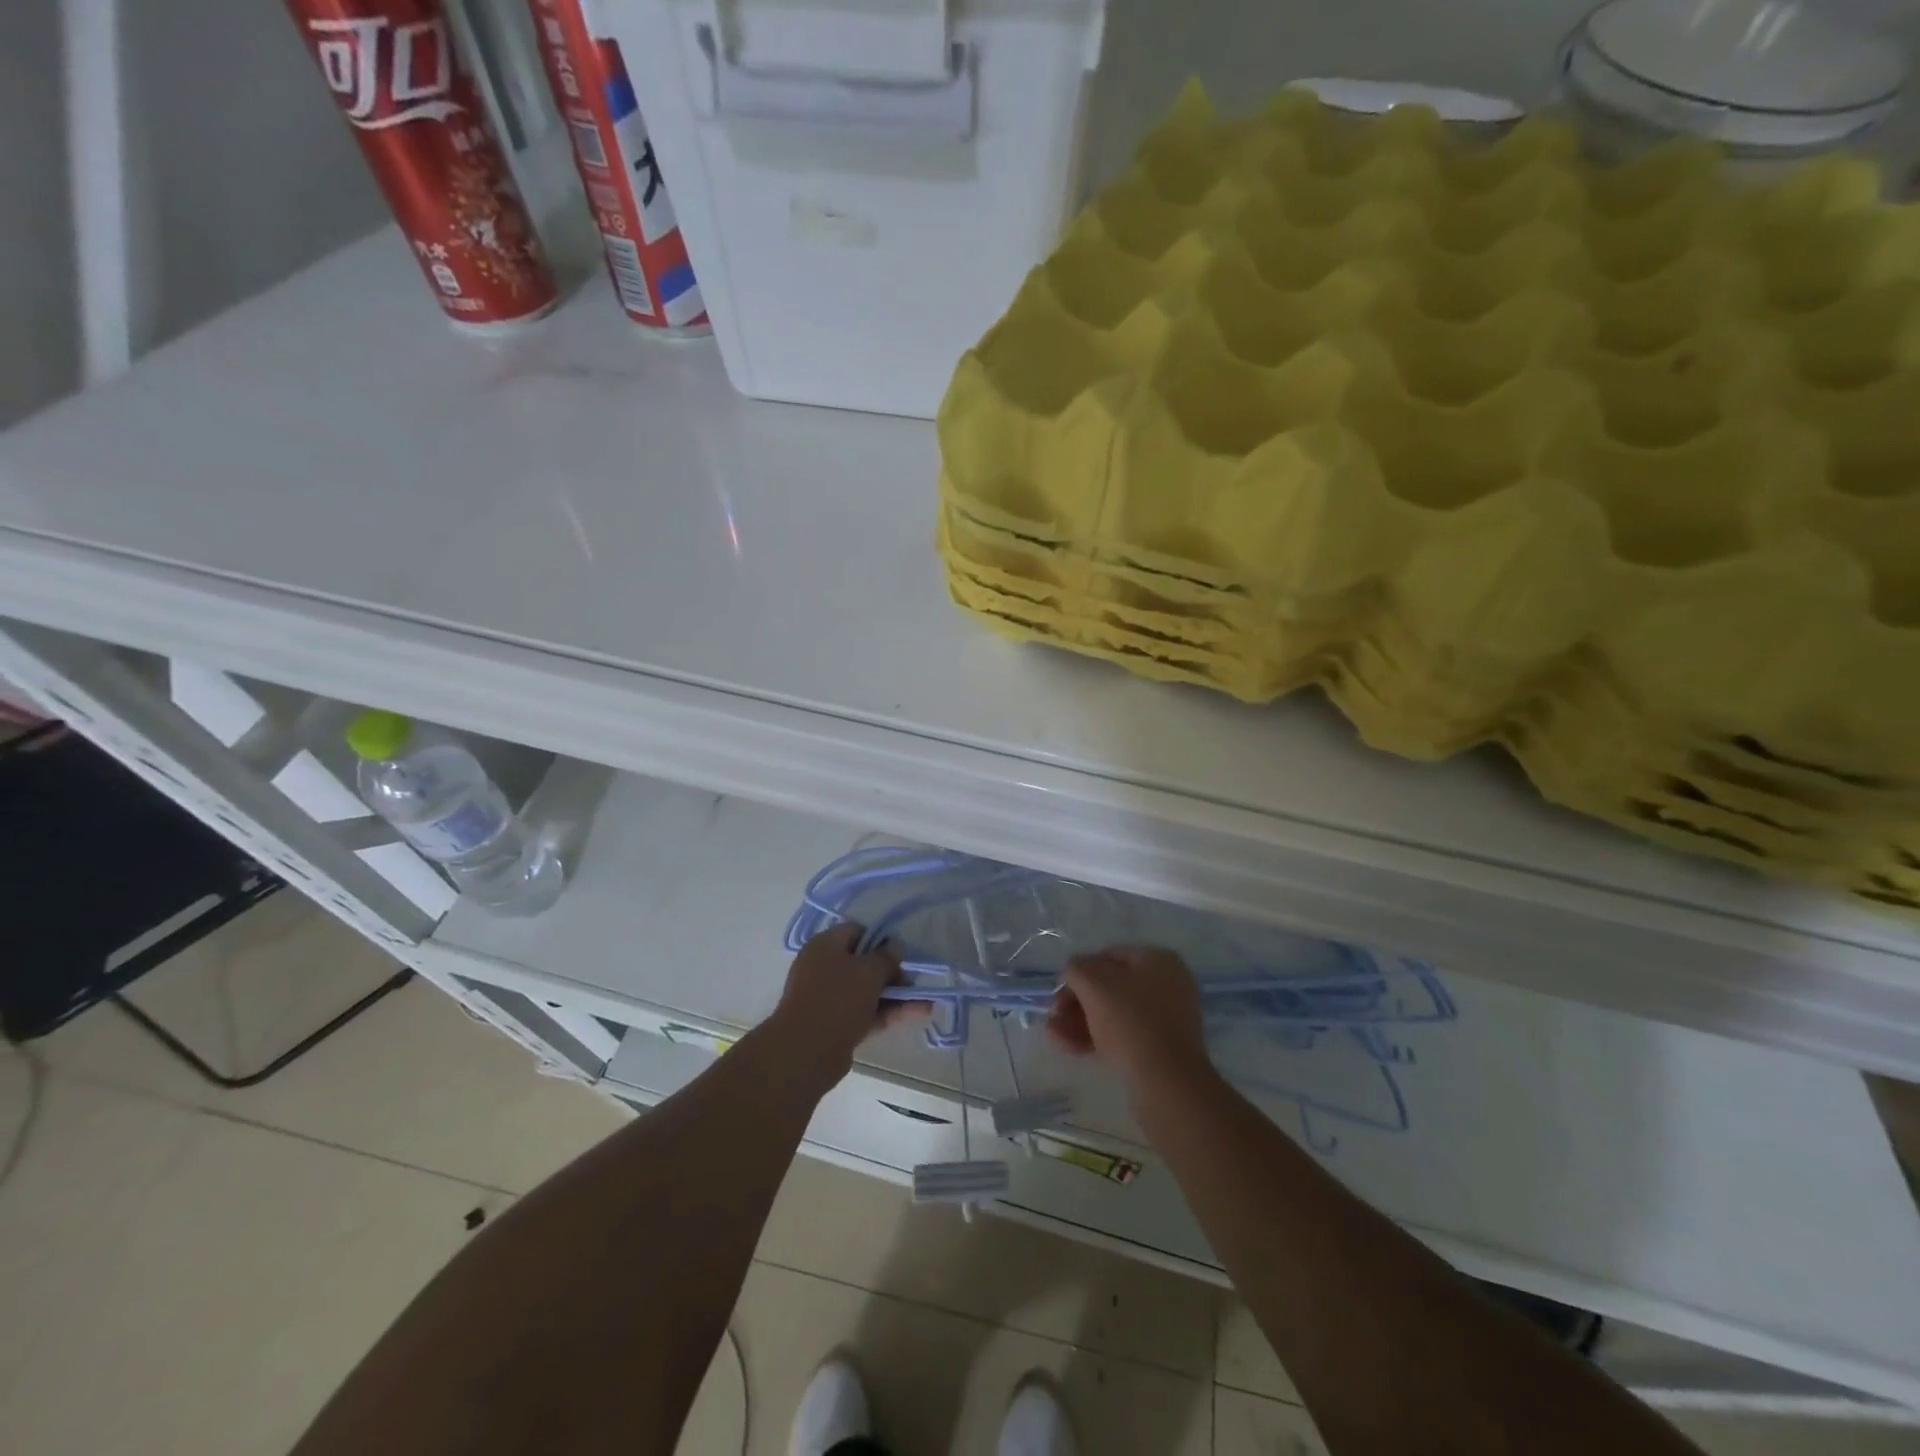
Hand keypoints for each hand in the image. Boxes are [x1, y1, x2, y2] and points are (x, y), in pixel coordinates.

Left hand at [770, 924, 926, 1084]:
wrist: (806, 1051)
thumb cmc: (838, 998)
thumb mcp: (869, 971)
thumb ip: (886, 957)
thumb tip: (895, 948)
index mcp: (824, 945)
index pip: (856, 932)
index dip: (881, 940)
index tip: (901, 954)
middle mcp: (822, 967)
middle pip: (863, 964)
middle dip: (892, 973)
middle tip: (913, 982)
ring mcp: (827, 998)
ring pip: (866, 992)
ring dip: (895, 996)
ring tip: (925, 1004)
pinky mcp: (834, 1025)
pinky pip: (865, 1013)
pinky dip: (887, 1013)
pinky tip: (916, 1015)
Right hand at [1048, 946, 1213, 1093]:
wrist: (1167, 1083)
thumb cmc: (1131, 1022)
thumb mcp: (1094, 984)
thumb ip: (1076, 969)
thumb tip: (1073, 972)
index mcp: (1158, 960)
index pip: (1108, 956)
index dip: (1079, 972)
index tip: (1058, 992)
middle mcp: (1167, 984)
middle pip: (1109, 987)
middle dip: (1076, 1001)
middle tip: (1054, 1016)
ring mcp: (1166, 1019)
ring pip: (1113, 1013)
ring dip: (1080, 1021)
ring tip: (1054, 1035)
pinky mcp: (1161, 1049)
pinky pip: (1124, 1035)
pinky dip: (1096, 1037)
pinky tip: (1069, 1047)